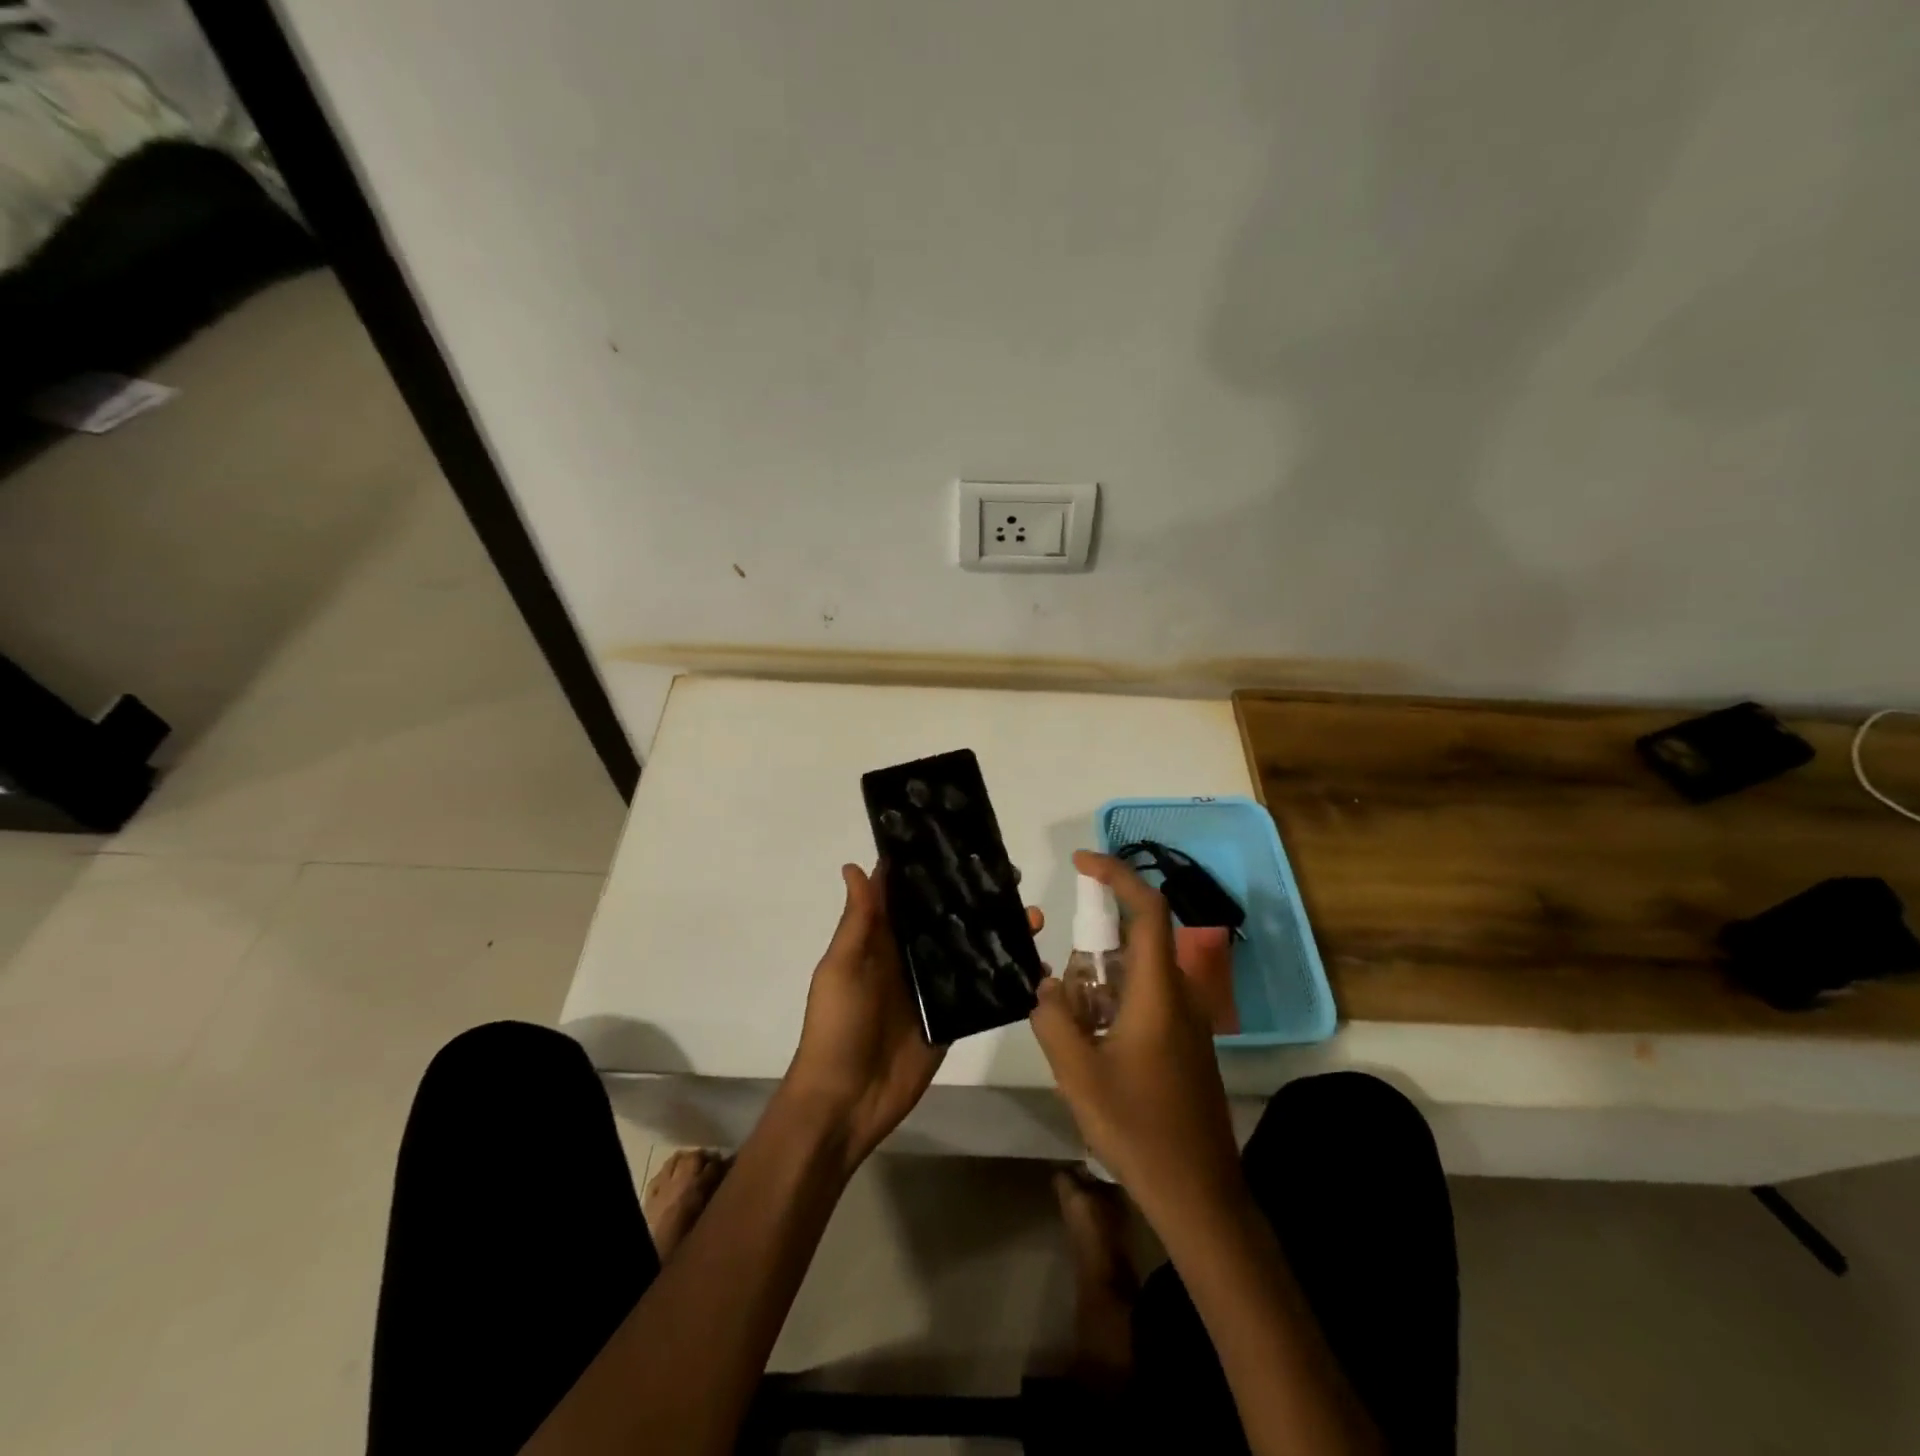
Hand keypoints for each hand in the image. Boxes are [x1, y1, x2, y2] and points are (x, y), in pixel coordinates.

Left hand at [783, 863, 1042, 1171]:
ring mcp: (933, 987)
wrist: (845, 1102)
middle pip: (945, 917)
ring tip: (1032, 916)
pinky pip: (982, 991)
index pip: (906, 894)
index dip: (926, 867)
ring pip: (969, 948)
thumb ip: (858, 921)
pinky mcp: (952, 1018)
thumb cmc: (837, 1027)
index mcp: (880, 939)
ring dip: (998, 931)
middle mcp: (910, 956)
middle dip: (974, 896)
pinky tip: (1036, 964)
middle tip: (1012, 877)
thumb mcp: (841, 968)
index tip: (959, 838)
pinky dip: (1006, 977)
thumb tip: (855, 865)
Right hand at [1030, 851, 1247, 1238]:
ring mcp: (1188, 1020)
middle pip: (1136, 941)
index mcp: (1159, 991)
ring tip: (1075, 1033)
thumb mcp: (1078, 1074)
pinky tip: (1095, 1049)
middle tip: (1064, 992)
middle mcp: (1180, 995)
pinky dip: (1114, 1005)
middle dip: (1094, 948)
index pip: (1147, 909)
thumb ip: (1053, 1019)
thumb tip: (1044, 986)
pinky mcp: (1186, 1043)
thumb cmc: (1139, 1129)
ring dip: (1101, 984)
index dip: (1117, 875)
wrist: (1200, 1194)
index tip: (1081, 862)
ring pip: (1138, 974)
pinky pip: (1146, 1000)